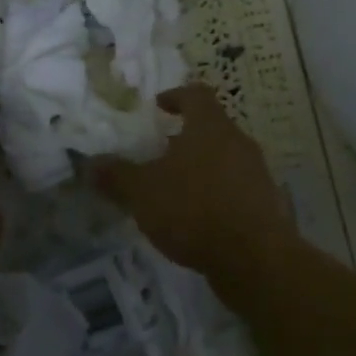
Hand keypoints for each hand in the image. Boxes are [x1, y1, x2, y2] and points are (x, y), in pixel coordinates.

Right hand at [93, 84, 299, 286]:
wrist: (255, 260)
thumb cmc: (194, 209)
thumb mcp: (142, 192)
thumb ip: (116, 175)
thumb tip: (90, 163)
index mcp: (210, 127)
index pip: (196, 94)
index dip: (176, 96)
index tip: (158, 106)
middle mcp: (238, 143)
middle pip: (211, 128)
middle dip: (184, 138)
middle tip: (157, 152)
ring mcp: (256, 174)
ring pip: (224, 159)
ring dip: (200, 168)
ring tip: (172, 189)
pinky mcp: (265, 206)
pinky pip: (235, 189)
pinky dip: (214, 195)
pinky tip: (195, 219)